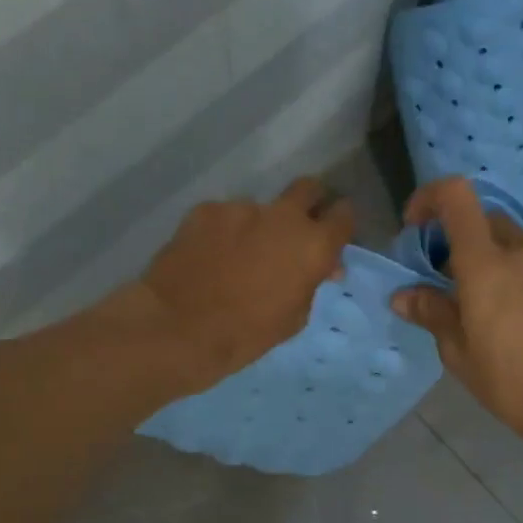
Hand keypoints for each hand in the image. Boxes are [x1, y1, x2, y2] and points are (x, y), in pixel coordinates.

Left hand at [133, 178, 354, 392]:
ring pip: (259, 208)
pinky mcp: (206, 209)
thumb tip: (320, 267)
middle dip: (308, 203)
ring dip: (256, 226)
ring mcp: (241, 207)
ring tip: (235, 256)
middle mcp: (283, 216)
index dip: (340, 223)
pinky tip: (208, 255)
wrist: (178, 328)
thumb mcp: (293, 318)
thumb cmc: (246, 334)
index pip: (343, 215)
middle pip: (308, 188)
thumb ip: (310, 283)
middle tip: (294, 230)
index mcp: (313, 245)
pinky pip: (224, 216)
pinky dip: (222, 232)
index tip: (332, 234)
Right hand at [391, 179, 522, 468]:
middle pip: (484, 220)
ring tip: (487, 306)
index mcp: (486, 264)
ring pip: (514, 244)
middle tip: (448, 279)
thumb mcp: (459, 353)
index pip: (456, 196)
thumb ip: (432, 313)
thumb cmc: (512, 383)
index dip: (429, 198)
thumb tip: (404, 296)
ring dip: (492, 260)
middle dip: (459, 238)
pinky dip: (522, 278)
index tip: (415, 227)